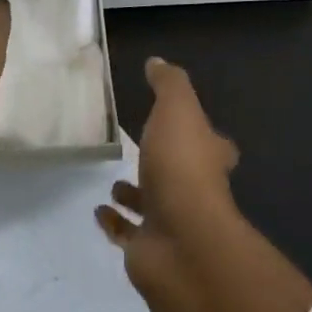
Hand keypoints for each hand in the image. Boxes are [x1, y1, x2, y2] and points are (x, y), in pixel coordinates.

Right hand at [98, 57, 311, 311]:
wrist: (181, 241)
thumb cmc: (182, 167)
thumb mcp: (177, 110)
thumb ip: (169, 85)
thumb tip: (158, 62)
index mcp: (208, 158)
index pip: (212, 143)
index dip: (200, 134)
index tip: (182, 124)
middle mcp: (195, 191)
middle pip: (181, 175)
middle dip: (162, 165)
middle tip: (136, 152)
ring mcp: (172, 223)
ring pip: (152, 205)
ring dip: (135, 195)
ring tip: (112, 183)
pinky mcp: (148, 249)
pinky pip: (128, 233)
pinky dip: (115, 223)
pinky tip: (99, 210)